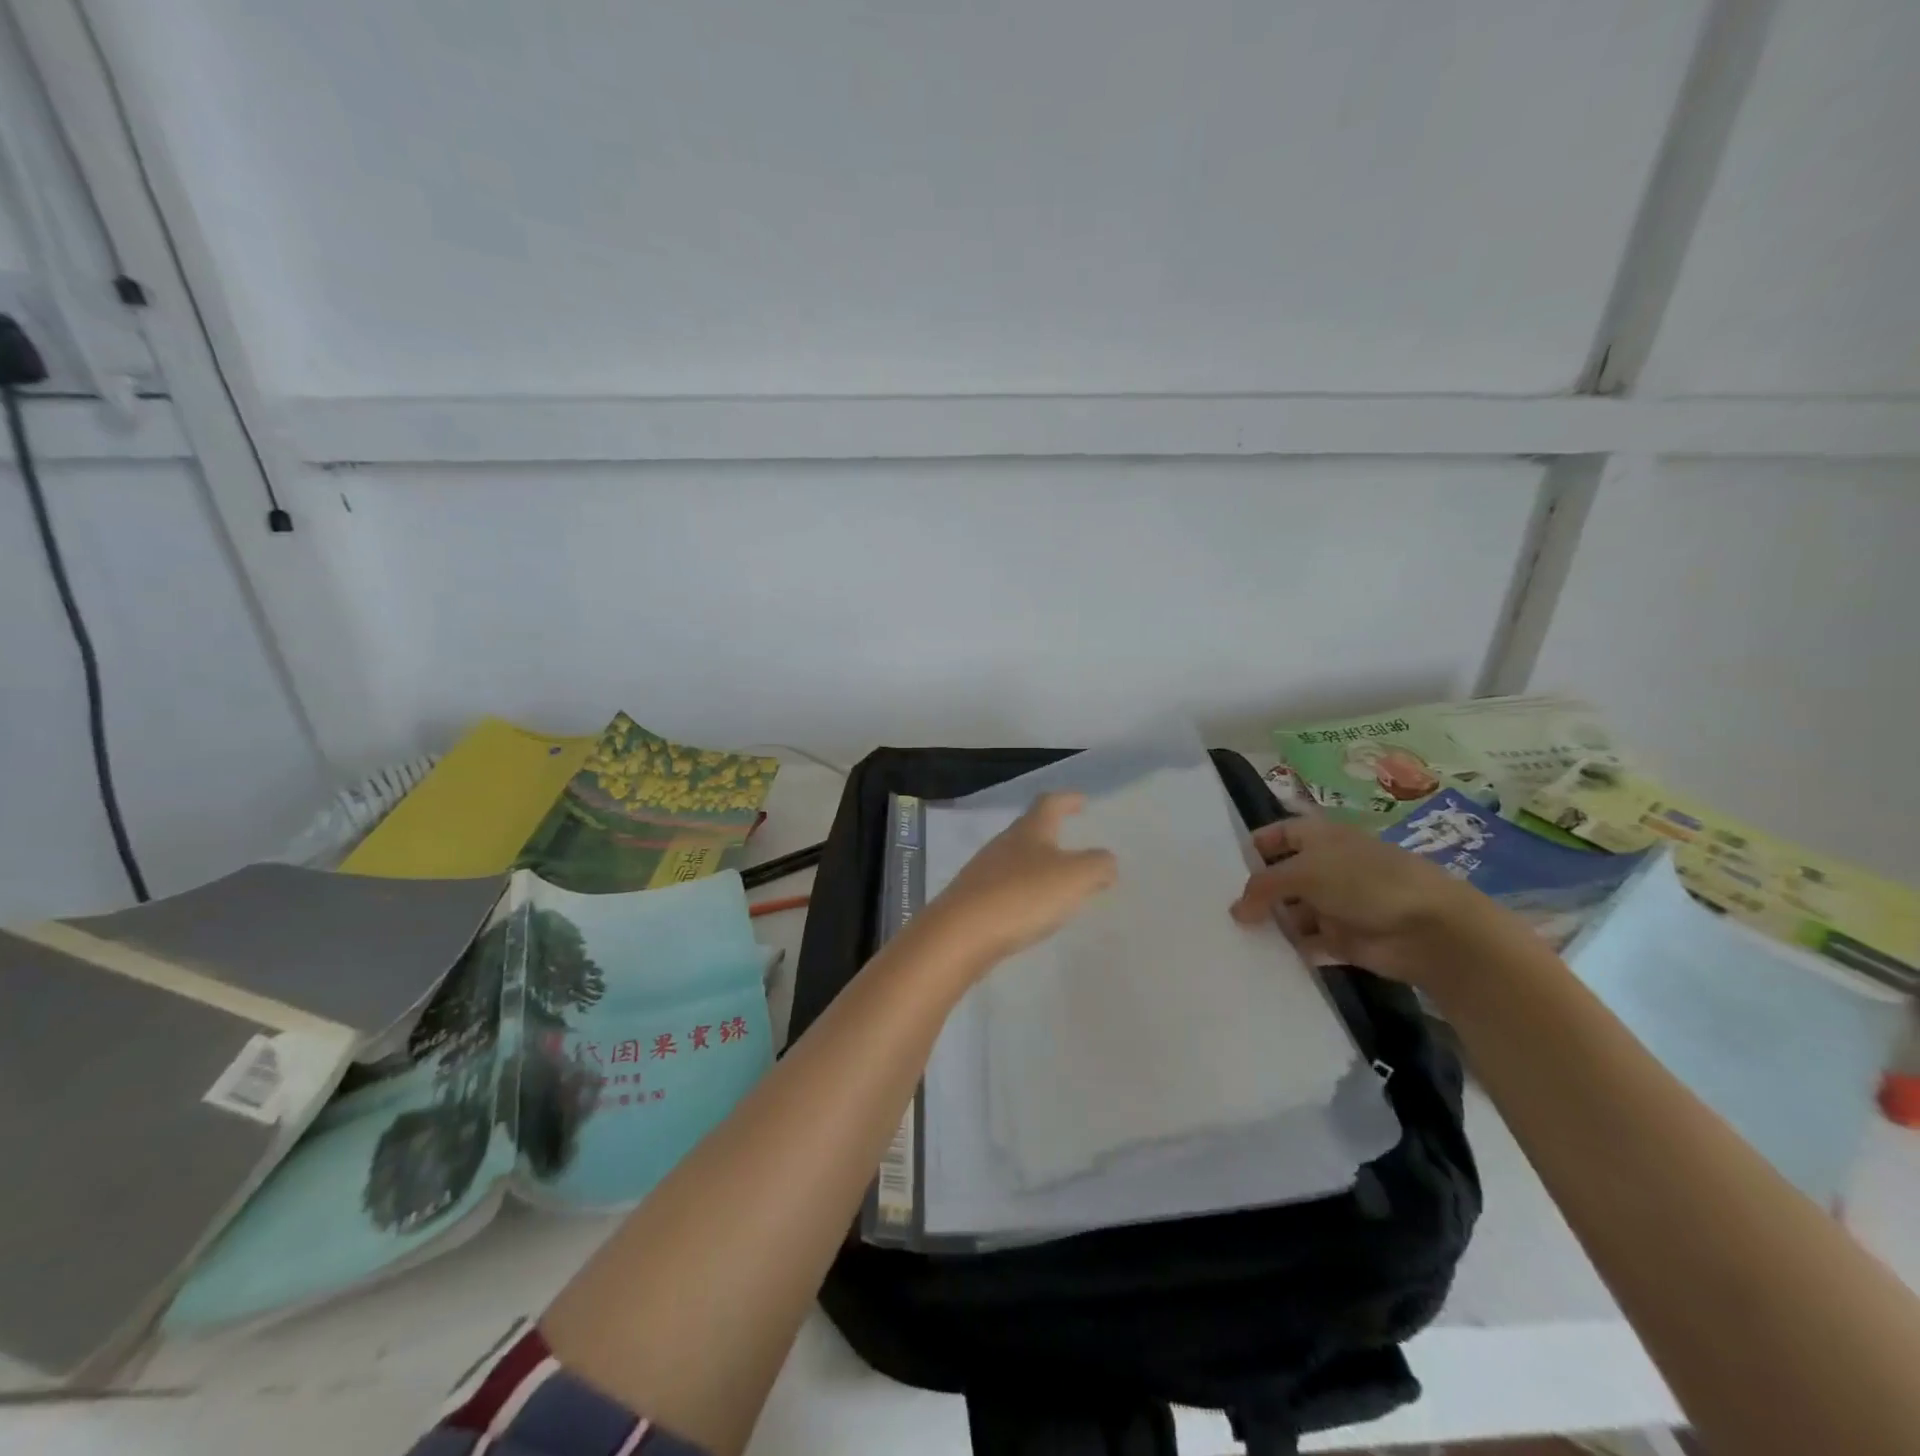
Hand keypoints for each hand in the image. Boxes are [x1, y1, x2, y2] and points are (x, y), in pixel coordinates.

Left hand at [921, 793, 1117, 968]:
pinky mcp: (973, 900)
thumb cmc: (1022, 896)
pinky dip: (1023, 891)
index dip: (1067, 800)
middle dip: (1051, 834)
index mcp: (1029, 831)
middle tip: (1073, 843)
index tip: (1082, 801)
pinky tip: (1031, 909)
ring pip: (1016, 859)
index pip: (1049, 803)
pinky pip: (1005, 887)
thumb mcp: (1074, 877)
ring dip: (1037, 865)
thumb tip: (1106, 861)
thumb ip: (1097, 865)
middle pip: (1029, 830)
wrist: (960, 934)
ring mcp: (984, 871)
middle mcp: (1003, 844)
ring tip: (1057, 881)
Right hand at [1230, 815, 1514, 986]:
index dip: (1253, 847)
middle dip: (1255, 891)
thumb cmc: (1363, 881)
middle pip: (1281, 877)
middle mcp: (1325, 867)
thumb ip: (1263, 887)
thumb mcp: (1304, 872)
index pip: (1277, 834)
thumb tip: (1235, 910)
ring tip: (1232, 937)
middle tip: (1217, 908)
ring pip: (1291, 912)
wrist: (1429, 929)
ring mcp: (1335, 904)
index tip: (1222, 869)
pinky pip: (1307, 943)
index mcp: (1319, 837)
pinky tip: (1262, 958)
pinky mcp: (1343, 939)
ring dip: (1270, 923)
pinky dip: (1289, 950)